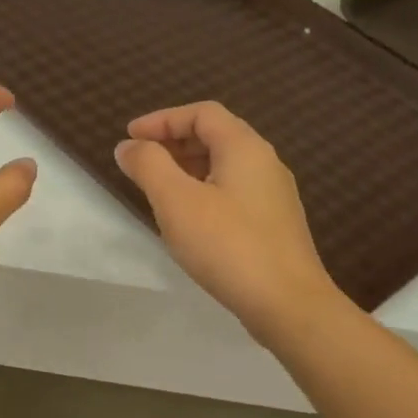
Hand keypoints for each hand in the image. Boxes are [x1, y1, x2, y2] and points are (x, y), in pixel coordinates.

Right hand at [114, 102, 341, 337]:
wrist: (287, 304)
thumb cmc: (228, 245)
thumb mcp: (176, 201)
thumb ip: (149, 166)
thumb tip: (129, 146)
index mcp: (244, 147)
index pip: (201, 113)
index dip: (162, 119)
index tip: (129, 137)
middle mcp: (265, 162)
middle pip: (215, 135)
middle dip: (173, 142)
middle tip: (140, 162)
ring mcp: (273, 195)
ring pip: (224, 166)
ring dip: (187, 168)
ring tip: (157, 189)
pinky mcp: (273, 224)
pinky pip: (232, 191)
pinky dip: (203, 190)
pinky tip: (188, 218)